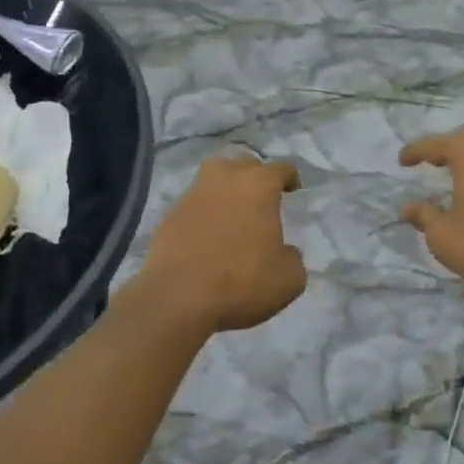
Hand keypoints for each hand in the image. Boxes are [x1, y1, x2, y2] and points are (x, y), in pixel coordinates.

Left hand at [141, 156, 306, 332]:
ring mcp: (194, 193)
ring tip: (234, 213)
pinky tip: (208, 236)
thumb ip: (293, 258)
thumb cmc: (241, 281)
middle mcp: (225, 178)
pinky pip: (195, 204)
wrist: (177, 298)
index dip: (289, 177)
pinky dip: (204, 213)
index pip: (280, 168)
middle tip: (262, 200)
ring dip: (226, 190)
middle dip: (255, 178)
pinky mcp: (170, 214)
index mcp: (259, 185)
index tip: (293, 189)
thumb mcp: (288, 279)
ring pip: (215, 179)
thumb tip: (286, 252)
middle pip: (244, 165)